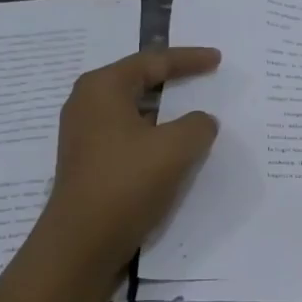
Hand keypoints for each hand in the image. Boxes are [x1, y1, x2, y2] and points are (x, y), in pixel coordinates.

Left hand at [31, 46, 221, 284]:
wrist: (82, 242)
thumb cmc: (127, 183)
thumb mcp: (177, 148)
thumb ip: (198, 125)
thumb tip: (200, 121)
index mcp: (103, 88)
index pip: (152, 62)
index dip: (189, 59)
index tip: (218, 60)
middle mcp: (87, 104)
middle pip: (139, 82)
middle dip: (174, 81)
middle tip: (204, 78)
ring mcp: (84, 136)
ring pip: (134, 112)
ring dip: (166, 113)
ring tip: (195, 115)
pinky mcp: (89, 163)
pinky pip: (129, 136)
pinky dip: (155, 136)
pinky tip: (174, 150)